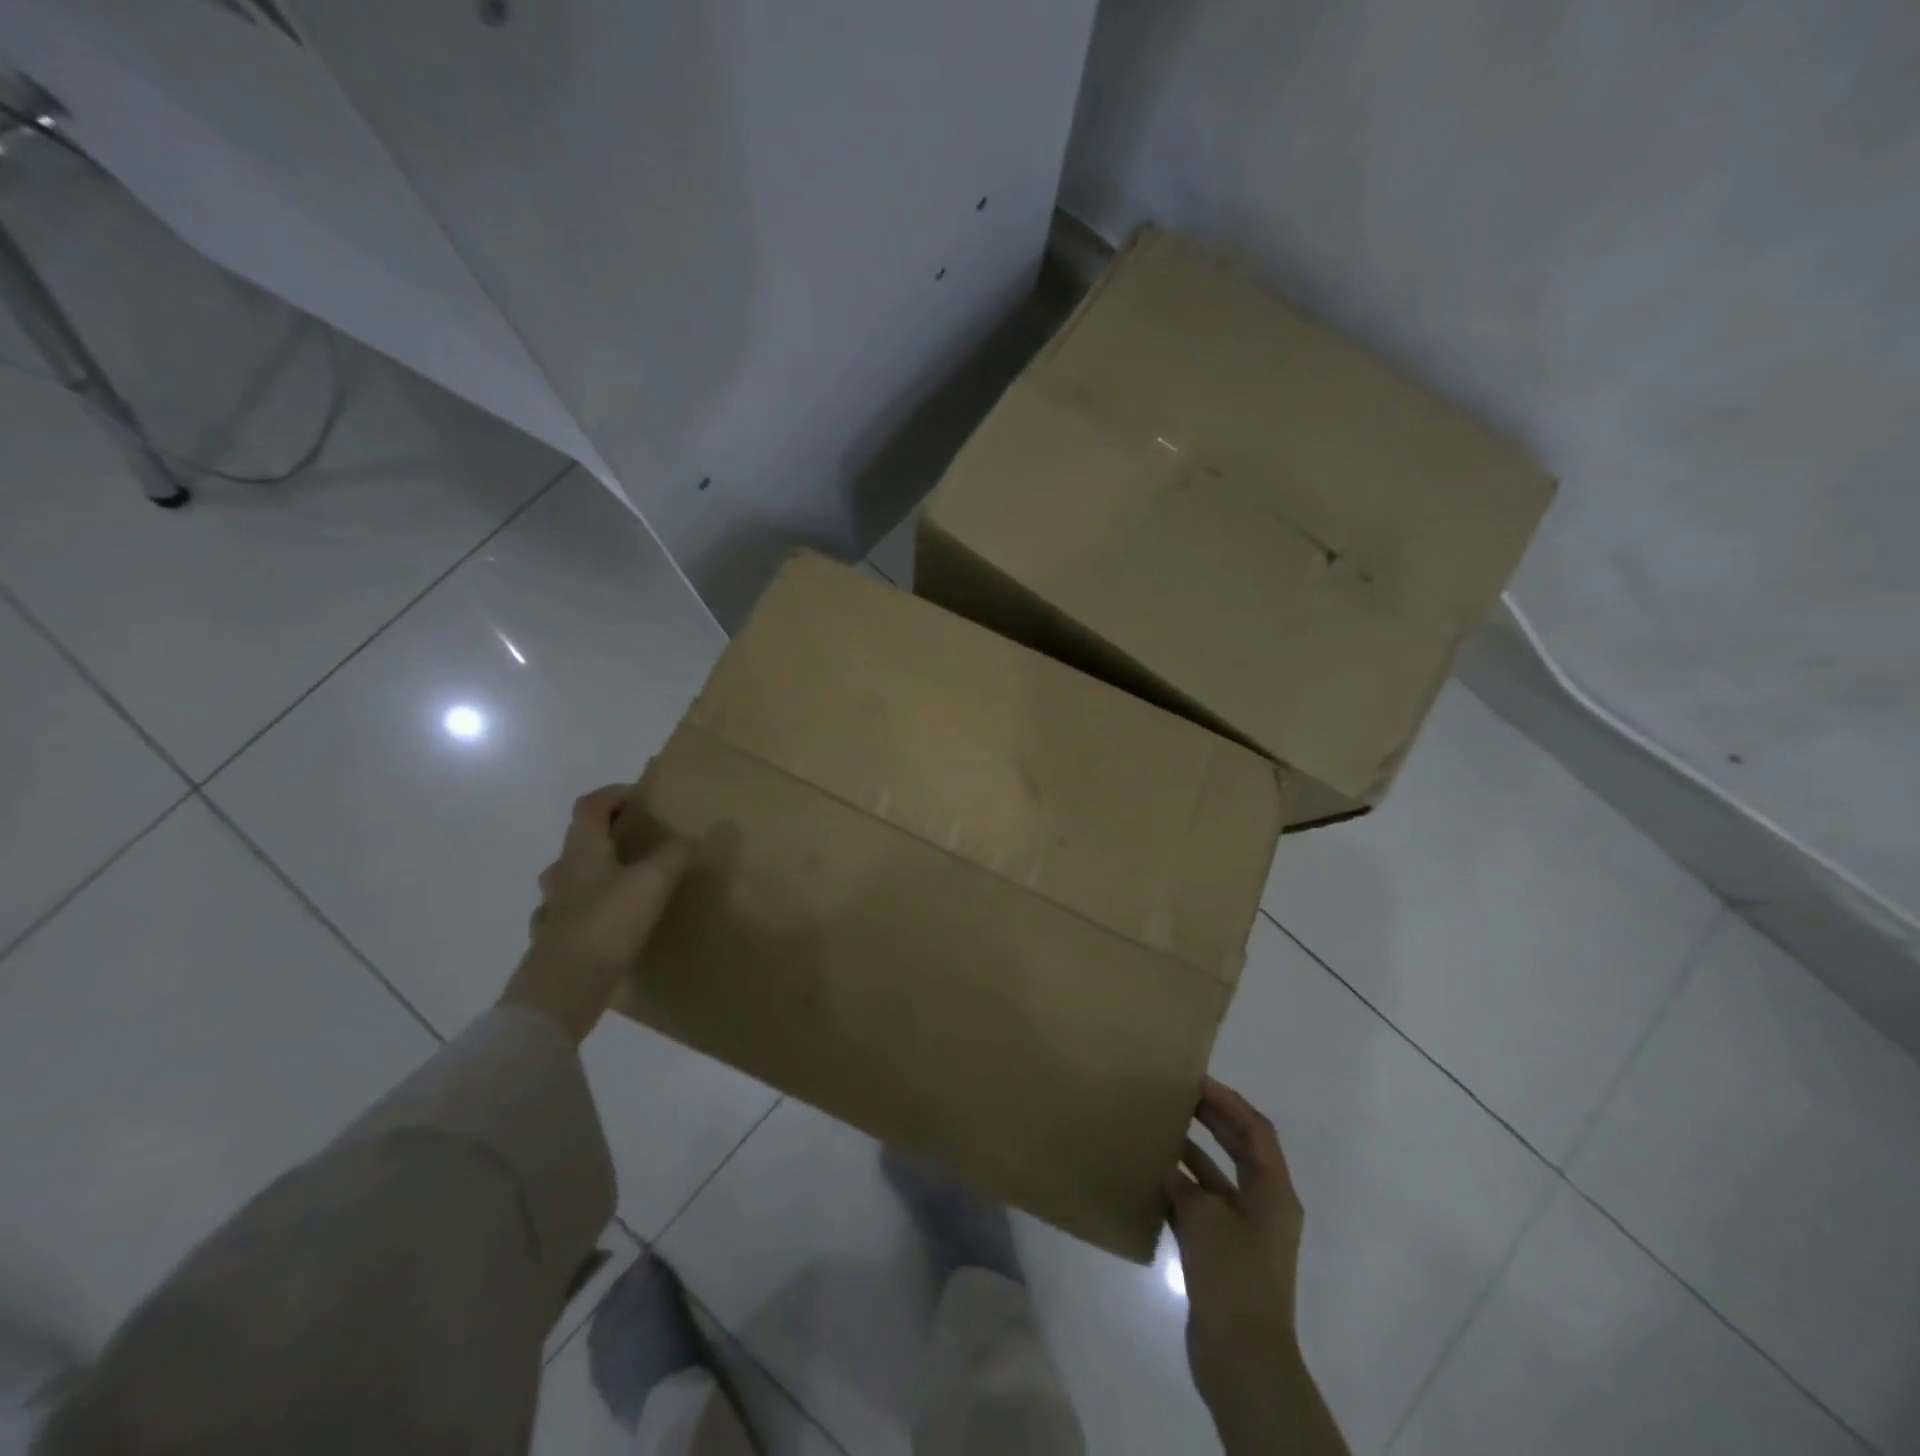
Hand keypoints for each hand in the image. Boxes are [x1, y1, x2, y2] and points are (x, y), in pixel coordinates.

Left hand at [500, 785, 692, 1042]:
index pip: (590, 806)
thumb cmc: (607, 924)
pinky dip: (591, 909)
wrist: (563, 990)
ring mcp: (554, 909)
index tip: (642, 796)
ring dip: (597, 870)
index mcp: (582, 851)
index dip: (613, 794)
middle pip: (580, 839)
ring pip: (573, 877)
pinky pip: (572, 913)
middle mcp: (563, 874)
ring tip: (629, 879)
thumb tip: (701, 836)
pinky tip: (611, 923)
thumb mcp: (653, 882)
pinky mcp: (556, 941)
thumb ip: (677, 855)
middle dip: (609, 832)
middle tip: (642, 837)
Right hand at [1166, 1079, 1346, 1453]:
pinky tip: (1152, 1177)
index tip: (1196, 1081)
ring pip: (1218, 1178)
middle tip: (1179, 1096)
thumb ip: (1185, 1184)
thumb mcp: (1205, 1218)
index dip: (1228, 1101)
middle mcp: (1264, 1206)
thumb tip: (1168, 1169)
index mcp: (1273, 1193)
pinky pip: (1203, 1207)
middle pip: (1241, 1149)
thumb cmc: (1233, 1278)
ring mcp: (1244, 1232)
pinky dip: (1181, 1189)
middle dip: (1213, 1120)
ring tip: (1159, 1130)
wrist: (1242, 1359)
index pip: (1255, 1130)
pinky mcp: (1224, 1253)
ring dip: (1193, 1153)